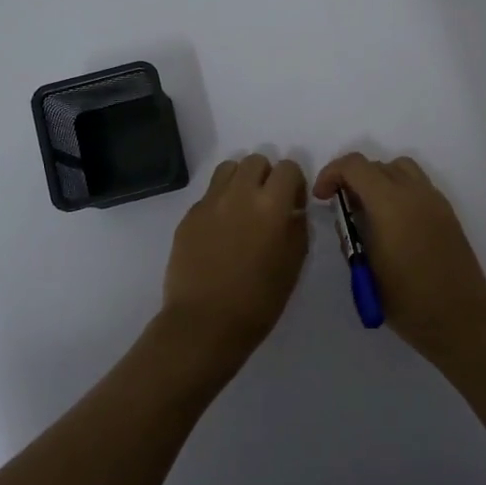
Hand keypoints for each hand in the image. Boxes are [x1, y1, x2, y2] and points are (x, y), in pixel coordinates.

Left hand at [156, 154, 309, 372]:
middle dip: (266, 177)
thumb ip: (297, 228)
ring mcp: (209, 203)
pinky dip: (219, 202)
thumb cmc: (258, 300)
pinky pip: (208, 195)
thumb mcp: (293, 265)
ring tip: (242, 209)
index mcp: (271, 205)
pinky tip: (220, 232)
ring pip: (228, 169)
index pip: (287, 168)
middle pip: (255, 161)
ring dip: (240, 181)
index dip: (294, 183)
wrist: (204, 323)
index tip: (292, 205)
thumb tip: (292, 211)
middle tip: (267, 205)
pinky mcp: (188, 216)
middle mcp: (239, 194)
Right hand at [312, 153, 485, 355]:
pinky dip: (399, 190)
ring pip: (401, 169)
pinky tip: (394, 223)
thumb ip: (351, 232)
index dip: (331, 174)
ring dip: (378, 179)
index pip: (355, 165)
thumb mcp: (365, 268)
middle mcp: (414, 193)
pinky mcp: (447, 213)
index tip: (322, 197)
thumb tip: (348, 215)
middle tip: (343, 207)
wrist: (459, 319)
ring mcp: (435, 200)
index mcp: (390, 203)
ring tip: (370, 210)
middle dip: (353, 178)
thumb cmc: (406, 300)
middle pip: (377, 165)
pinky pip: (418, 185)